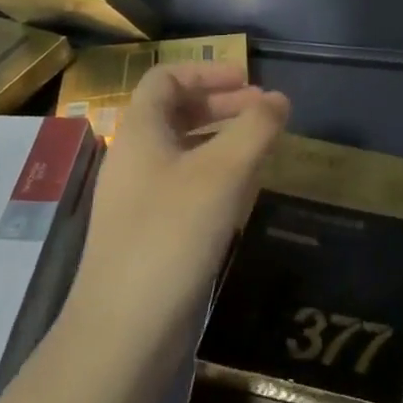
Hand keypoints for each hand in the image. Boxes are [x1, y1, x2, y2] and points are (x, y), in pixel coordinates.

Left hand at [64, 63, 289, 371]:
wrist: (124, 331)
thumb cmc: (172, 235)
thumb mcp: (224, 172)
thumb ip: (255, 128)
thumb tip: (278, 100)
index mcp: (140, 133)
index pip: (166, 78)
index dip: (207, 71)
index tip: (249, 81)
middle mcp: (134, 159)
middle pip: (175, 112)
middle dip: (222, 105)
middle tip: (264, 114)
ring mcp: (138, 199)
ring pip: (182, 151)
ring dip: (221, 141)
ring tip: (261, 150)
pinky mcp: (148, 234)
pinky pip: (183, 186)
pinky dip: (214, 176)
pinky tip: (241, 195)